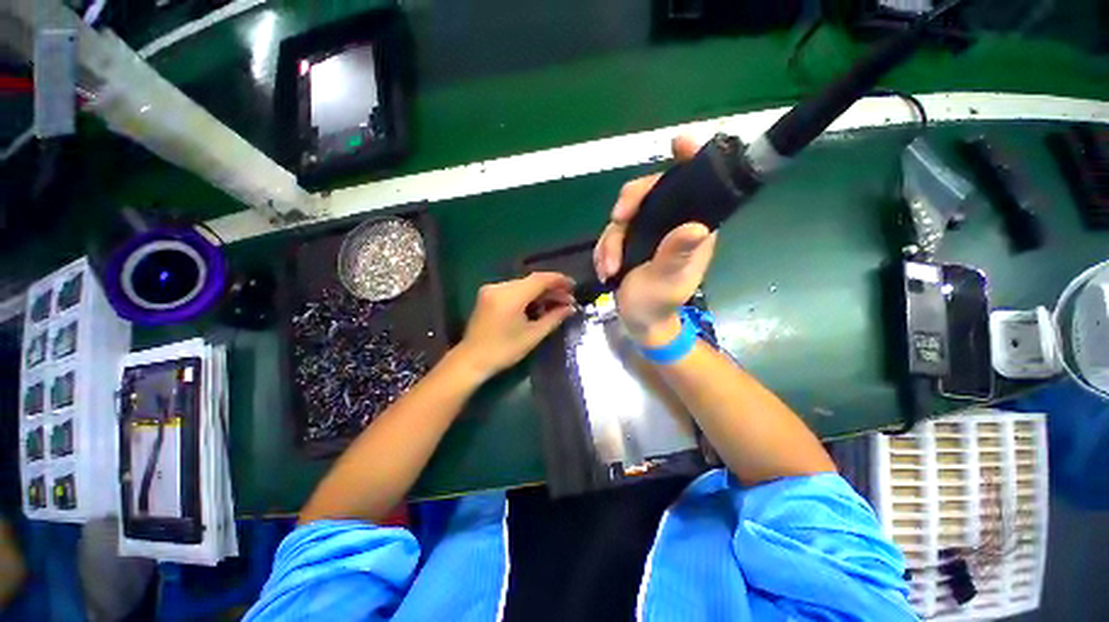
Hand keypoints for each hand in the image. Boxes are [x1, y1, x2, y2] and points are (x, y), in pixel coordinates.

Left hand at [453, 272, 575, 380]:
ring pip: (524, 285)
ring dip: (541, 292)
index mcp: (510, 297)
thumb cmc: (503, 351)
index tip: (574, 286)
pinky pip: (514, 289)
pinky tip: (539, 304)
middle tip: (568, 300)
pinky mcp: (489, 294)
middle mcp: (499, 287)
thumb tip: (571, 308)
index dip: (559, 280)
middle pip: (532, 281)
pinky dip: (528, 295)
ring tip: (557, 303)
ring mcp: (492, 289)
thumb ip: (553, 318)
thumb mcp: (532, 336)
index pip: (539, 279)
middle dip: (552, 289)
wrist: (471, 360)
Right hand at [593, 135, 717, 345]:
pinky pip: (612, 233)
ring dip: (610, 241)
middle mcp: (672, 224)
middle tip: (616, 221)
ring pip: (625, 215)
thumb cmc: (657, 304)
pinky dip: (603, 250)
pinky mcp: (630, 241)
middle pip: (650, 193)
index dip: (691, 161)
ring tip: (607, 268)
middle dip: (628, 205)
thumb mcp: (666, 282)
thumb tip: (696, 226)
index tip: (679, 143)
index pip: (698, 188)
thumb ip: (677, 255)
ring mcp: (649, 232)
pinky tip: (603, 269)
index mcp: (693, 230)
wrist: (638, 322)